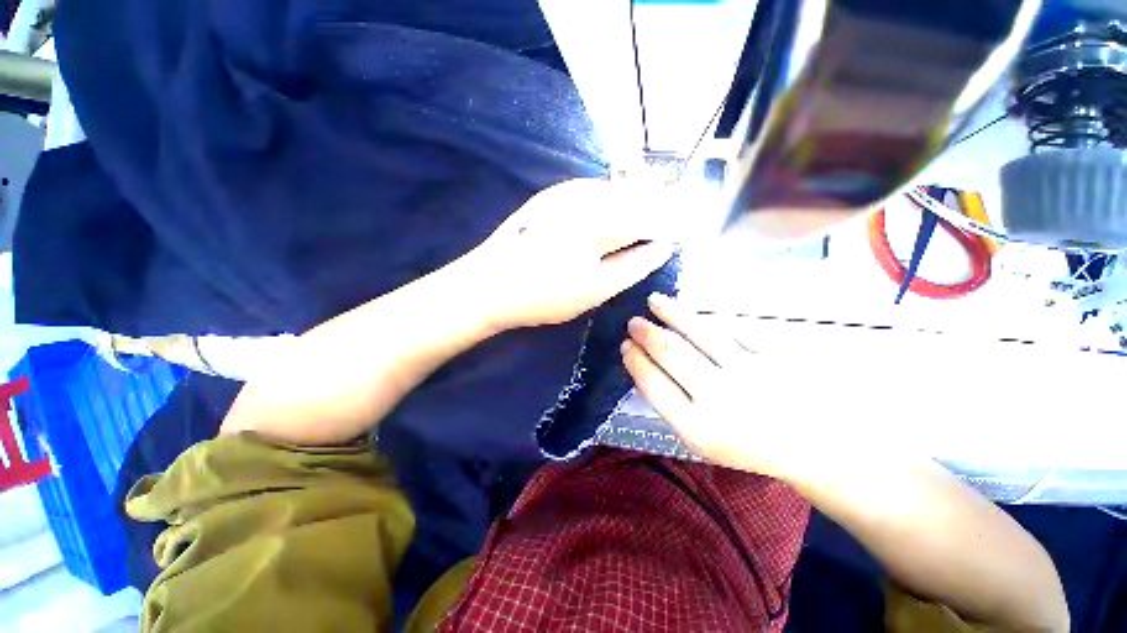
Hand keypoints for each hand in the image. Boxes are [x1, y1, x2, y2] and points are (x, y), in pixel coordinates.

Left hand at [464, 179, 676, 330]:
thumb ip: (631, 267)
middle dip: (660, 203)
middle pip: (636, 197)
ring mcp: (567, 194)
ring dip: (639, 195)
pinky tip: (619, 199)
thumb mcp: (593, 291)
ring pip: (617, 187)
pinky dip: (613, 192)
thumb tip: (661, 247)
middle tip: (676, 212)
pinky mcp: (552, 194)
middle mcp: (587, 203)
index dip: (670, 222)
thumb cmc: (543, 296)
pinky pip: (595, 186)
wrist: (490, 284)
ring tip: (654, 205)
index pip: (649, 220)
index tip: (682, 230)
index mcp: (600, 229)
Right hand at [621, 293, 866, 481]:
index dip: (635, 359)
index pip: (652, 383)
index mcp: (698, 429)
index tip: (625, 345)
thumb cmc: (749, 445)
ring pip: (699, 330)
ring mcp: (751, 372)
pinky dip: (706, 318)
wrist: (815, 447)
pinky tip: (691, 313)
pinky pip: (731, 327)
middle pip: (671, 351)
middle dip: (646, 332)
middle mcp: (721, 398)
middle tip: (634, 322)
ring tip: (655, 301)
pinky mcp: (776, 353)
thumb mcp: (702, 440)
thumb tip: (643, 366)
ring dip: (671, 312)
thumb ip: (671, 405)